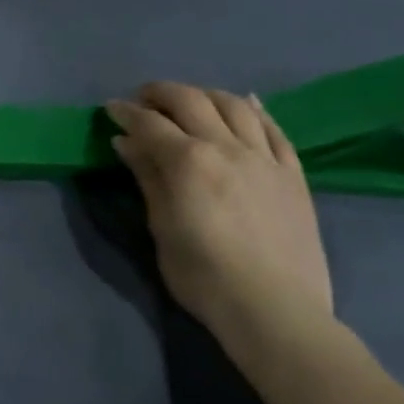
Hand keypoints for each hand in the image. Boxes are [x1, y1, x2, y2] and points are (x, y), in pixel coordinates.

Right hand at [105, 84, 331, 343]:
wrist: (275, 310)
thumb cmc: (204, 276)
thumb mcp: (162, 227)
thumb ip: (148, 178)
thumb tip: (127, 142)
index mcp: (188, 161)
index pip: (149, 122)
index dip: (126, 111)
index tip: (111, 109)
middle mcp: (226, 147)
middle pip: (190, 100)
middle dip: (161, 93)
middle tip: (144, 101)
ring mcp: (264, 158)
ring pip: (234, 105)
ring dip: (205, 95)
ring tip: (190, 102)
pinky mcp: (293, 174)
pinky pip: (275, 130)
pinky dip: (256, 110)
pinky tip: (246, 104)